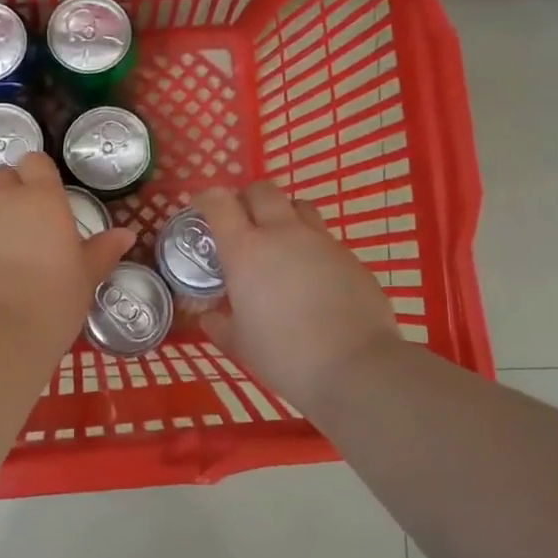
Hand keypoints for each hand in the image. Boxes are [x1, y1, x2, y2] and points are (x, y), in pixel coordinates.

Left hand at [0, 152, 133, 355]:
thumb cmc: (52, 302)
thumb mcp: (85, 277)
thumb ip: (102, 251)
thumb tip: (126, 235)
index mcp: (42, 198)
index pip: (36, 162)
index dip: (38, 176)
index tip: (45, 200)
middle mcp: (0, 198)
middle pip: (1, 176)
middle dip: (9, 192)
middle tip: (21, 225)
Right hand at [195, 183, 399, 410]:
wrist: (355, 367)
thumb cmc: (284, 355)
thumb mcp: (240, 344)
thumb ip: (220, 324)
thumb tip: (209, 317)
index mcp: (246, 250)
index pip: (219, 204)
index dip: (208, 199)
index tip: (203, 207)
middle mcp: (282, 233)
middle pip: (263, 190)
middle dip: (248, 198)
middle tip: (243, 221)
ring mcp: (321, 241)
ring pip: (299, 206)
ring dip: (284, 214)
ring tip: (280, 241)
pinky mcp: (350, 256)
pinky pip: (325, 238)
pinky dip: (311, 246)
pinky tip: (312, 276)